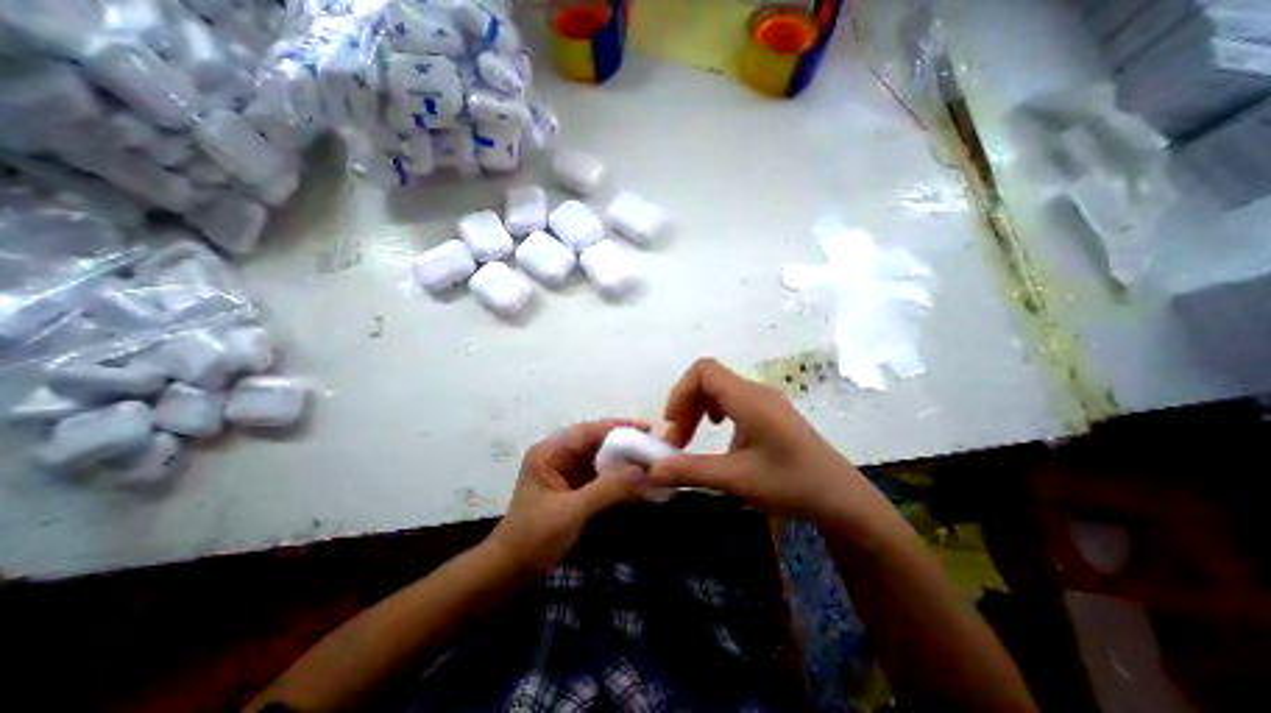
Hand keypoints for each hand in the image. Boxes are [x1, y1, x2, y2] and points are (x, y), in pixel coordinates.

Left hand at [488, 420, 645, 575]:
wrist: (509, 571)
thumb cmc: (534, 537)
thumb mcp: (571, 511)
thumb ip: (608, 489)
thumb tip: (644, 472)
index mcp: (550, 452)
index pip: (588, 431)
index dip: (619, 427)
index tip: (647, 428)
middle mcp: (559, 455)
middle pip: (596, 442)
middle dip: (625, 444)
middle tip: (653, 447)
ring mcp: (566, 471)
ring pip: (600, 458)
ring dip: (623, 461)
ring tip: (650, 462)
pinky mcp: (573, 487)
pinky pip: (600, 475)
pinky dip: (618, 478)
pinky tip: (636, 481)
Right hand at [649, 360, 885, 525]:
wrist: (842, 499)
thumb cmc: (791, 484)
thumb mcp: (736, 479)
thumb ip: (691, 471)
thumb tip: (652, 471)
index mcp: (749, 399)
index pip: (704, 371)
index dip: (680, 391)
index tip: (672, 423)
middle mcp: (756, 392)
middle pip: (709, 380)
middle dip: (686, 406)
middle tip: (678, 440)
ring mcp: (765, 401)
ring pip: (720, 390)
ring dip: (699, 410)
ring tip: (692, 438)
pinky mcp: (770, 413)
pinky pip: (734, 401)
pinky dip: (715, 414)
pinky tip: (720, 437)